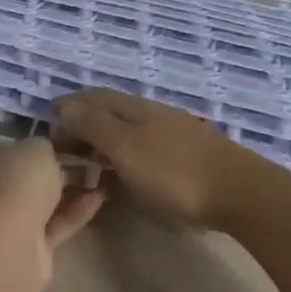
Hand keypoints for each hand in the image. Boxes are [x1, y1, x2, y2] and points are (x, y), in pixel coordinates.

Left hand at [0, 140, 105, 251]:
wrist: (8, 245)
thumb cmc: (13, 182)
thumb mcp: (36, 148)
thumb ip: (43, 147)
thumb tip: (44, 152)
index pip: (1, 146)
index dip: (32, 144)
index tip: (64, 140)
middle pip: (20, 176)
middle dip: (52, 169)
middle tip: (88, 158)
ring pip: (37, 202)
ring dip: (67, 190)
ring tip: (102, 175)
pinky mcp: (22, 249)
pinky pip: (51, 225)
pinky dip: (73, 212)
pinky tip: (101, 196)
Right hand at [51, 90, 258, 229]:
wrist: (241, 193)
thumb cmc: (174, 174)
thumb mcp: (125, 150)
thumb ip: (93, 126)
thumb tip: (64, 104)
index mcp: (133, 108)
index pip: (91, 97)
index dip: (67, 109)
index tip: (48, 130)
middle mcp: (152, 112)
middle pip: (110, 111)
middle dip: (83, 124)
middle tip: (65, 151)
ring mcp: (173, 131)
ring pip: (128, 128)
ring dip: (104, 140)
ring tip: (91, 163)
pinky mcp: (189, 152)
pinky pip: (145, 144)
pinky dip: (125, 153)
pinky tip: (128, 170)